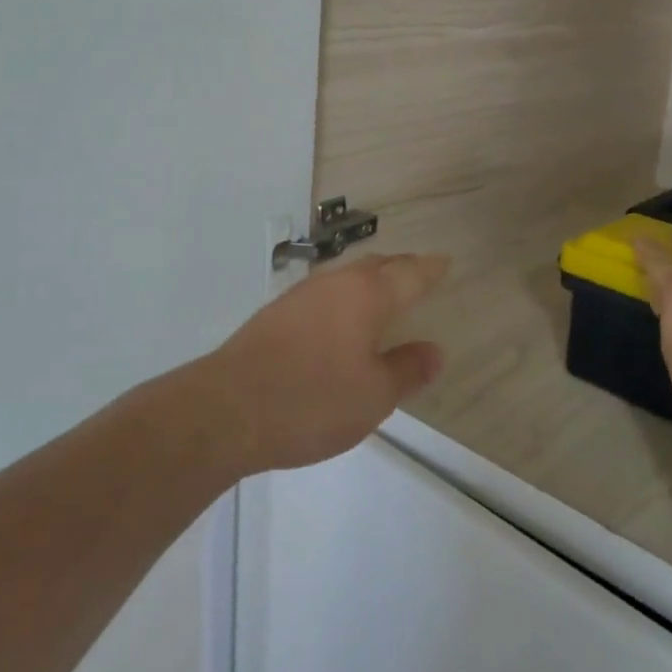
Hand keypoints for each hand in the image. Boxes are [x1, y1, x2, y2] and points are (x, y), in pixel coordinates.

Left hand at [207, 252, 450, 472]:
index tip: (445, 262)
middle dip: (400, 268)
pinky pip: (323, 294)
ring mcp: (299, 296)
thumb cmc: (312, 401)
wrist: (226, 409)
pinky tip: (340, 320)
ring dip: (369, 281)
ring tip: (383, 295)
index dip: (430, 269)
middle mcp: (333, 284)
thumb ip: (407, 370)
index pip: (409, 274)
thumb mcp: (374, 396)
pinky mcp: (274, 315)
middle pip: (376, 266)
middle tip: (418, 274)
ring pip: (346, 277)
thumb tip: (434, 350)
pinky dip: (343, 298)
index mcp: (365, 296)